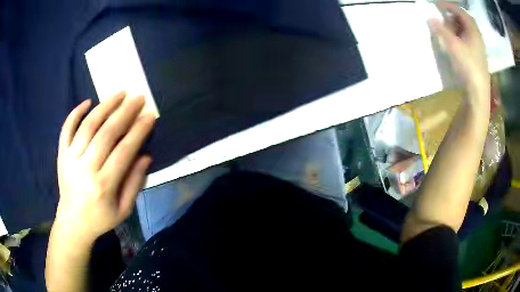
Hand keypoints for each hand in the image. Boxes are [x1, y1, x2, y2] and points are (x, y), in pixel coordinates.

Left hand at [55, 92, 154, 243]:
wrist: (73, 222)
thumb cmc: (101, 218)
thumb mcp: (124, 209)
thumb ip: (135, 183)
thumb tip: (146, 156)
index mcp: (103, 186)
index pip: (123, 151)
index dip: (138, 131)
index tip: (149, 115)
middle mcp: (85, 169)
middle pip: (106, 133)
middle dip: (124, 112)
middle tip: (138, 97)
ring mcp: (71, 159)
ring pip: (88, 126)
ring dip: (105, 106)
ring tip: (119, 93)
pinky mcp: (62, 154)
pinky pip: (67, 129)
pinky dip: (75, 113)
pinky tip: (87, 102)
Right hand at [429, 2, 489, 106]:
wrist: (479, 92)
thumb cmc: (468, 66)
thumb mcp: (453, 46)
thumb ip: (441, 30)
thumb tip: (430, 18)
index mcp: (473, 31)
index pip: (460, 11)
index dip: (449, 6)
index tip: (437, 5)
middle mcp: (477, 37)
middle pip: (465, 20)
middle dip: (453, 16)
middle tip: (443, 17)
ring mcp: (478, 48)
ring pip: (467, 31)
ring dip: (456, 27)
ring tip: (447, 29)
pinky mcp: (477, 57)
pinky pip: (468, 40)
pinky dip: (460, 36)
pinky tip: (455, 42)